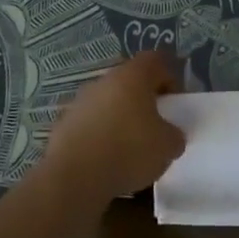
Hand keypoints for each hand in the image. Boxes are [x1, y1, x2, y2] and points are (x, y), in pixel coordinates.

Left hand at [40, 51, 186, 200]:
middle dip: (143, 99)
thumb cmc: (128, 151)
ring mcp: (80, 101)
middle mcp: (104, 81)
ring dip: (120, 117)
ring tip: (129, 146)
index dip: (169, 77)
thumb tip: (169, 134)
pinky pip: (90, 123)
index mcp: (133, 76)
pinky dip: (100, 134)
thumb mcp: (168, 146)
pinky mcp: (64, 124)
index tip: (175, 102)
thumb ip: (174, 134)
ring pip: (108, 101)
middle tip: (155, 124)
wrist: (74, 177)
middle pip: (129, 80)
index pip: (156, 60)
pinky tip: (106, 158)